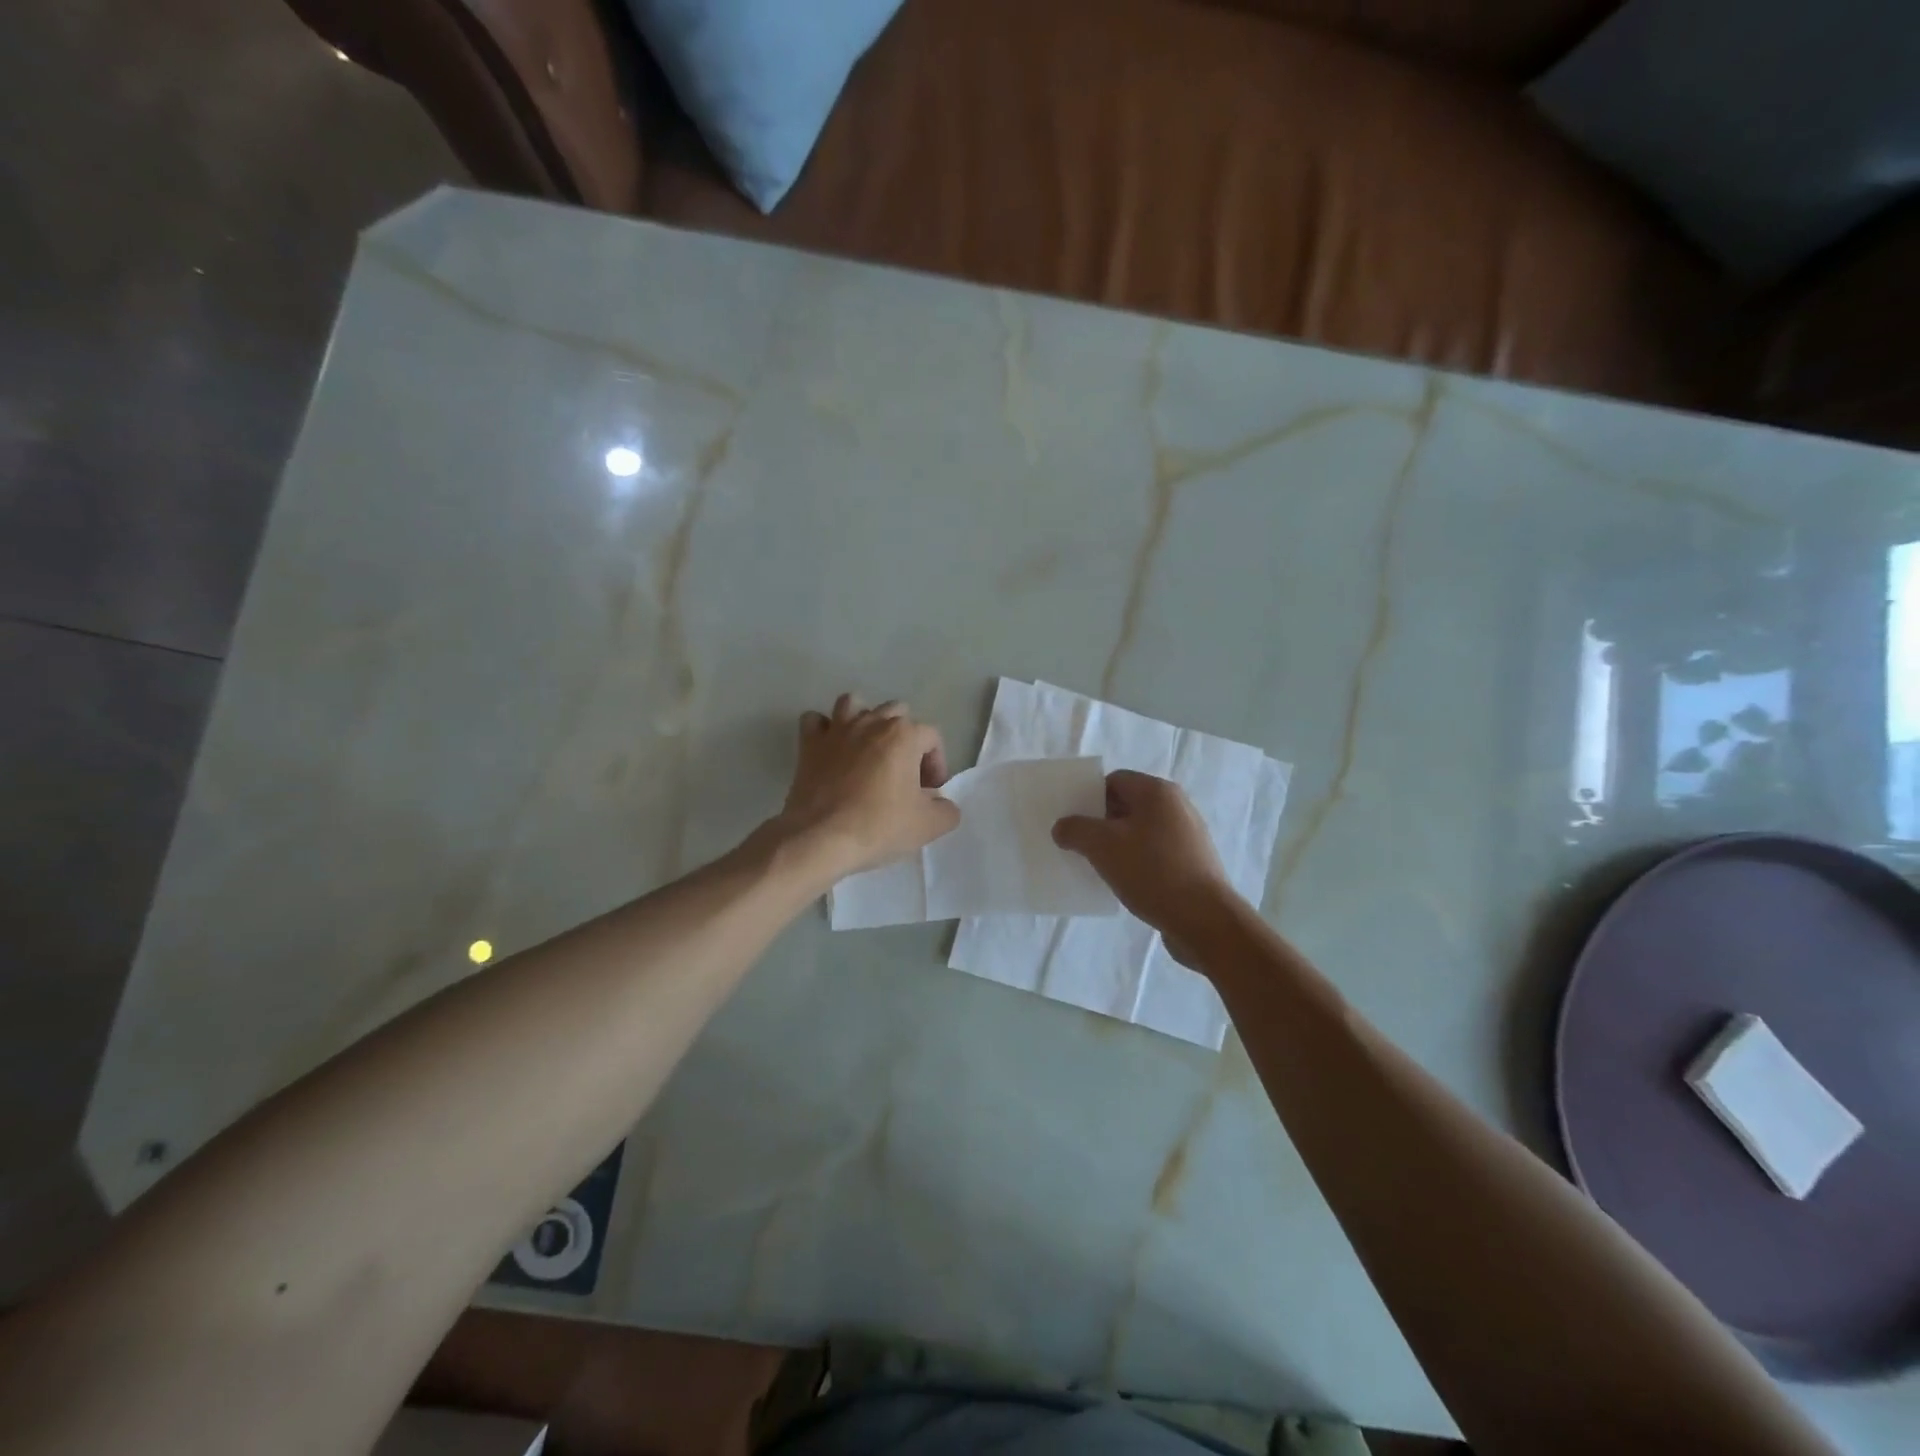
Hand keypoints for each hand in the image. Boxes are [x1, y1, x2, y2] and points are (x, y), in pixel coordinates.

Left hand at [774, 694, 959, 882]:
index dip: (936, 763)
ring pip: (854, 703)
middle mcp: (871, 722)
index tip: (930, 792)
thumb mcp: (929, 826)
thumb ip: (947, 810)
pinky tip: (831, 749)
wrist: (821, 838)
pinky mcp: (809, 744)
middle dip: (905, 738)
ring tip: (868, 749)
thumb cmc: (879, 826)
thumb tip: (941, 803)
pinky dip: (824, 730)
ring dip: (865, 721)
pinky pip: (815, 721)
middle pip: (897, 713)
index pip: (932, 737)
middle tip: (904, 773)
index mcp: (904, 735)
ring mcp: (837, 729)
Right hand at [1052, 770, 1241, 963]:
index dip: (1089, 797)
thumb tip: (1062, 828)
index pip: (1113, 780)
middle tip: (1078, 844)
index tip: (1072, 821)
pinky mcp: (1193, 862)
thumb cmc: (1152, 871)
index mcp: (1157, 792)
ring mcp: (1188, 835)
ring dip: (1117, 845)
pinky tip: (1124, 882)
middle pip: (1127, 805)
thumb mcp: (1102, 846)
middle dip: (1101, 823)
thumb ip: (1075, 830)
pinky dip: (1136, 862)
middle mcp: (1177, 806)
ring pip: (1140, 831)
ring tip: (1098, 866)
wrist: (1204, 920)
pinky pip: (1155, 853)